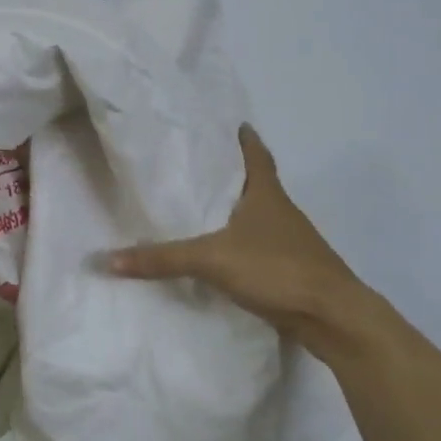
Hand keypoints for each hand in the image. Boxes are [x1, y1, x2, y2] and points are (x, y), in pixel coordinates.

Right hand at [107, 126, 379, 347]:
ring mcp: (292, 242)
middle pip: (259, 184)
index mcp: (267, 195)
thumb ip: (162, 259)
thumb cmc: (276, 268)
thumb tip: (108, 258)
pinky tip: (225, 257)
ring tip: (207, 211)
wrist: (332, 315)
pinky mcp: (293, 270)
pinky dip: (244, 246)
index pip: (257, 156)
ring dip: (240, 213)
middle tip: (204, 168)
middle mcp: (282, 212)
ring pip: (261, 218)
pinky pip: (262, 248)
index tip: (236, 125)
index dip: (246, 140)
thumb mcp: (212, 259)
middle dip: (235, 176)